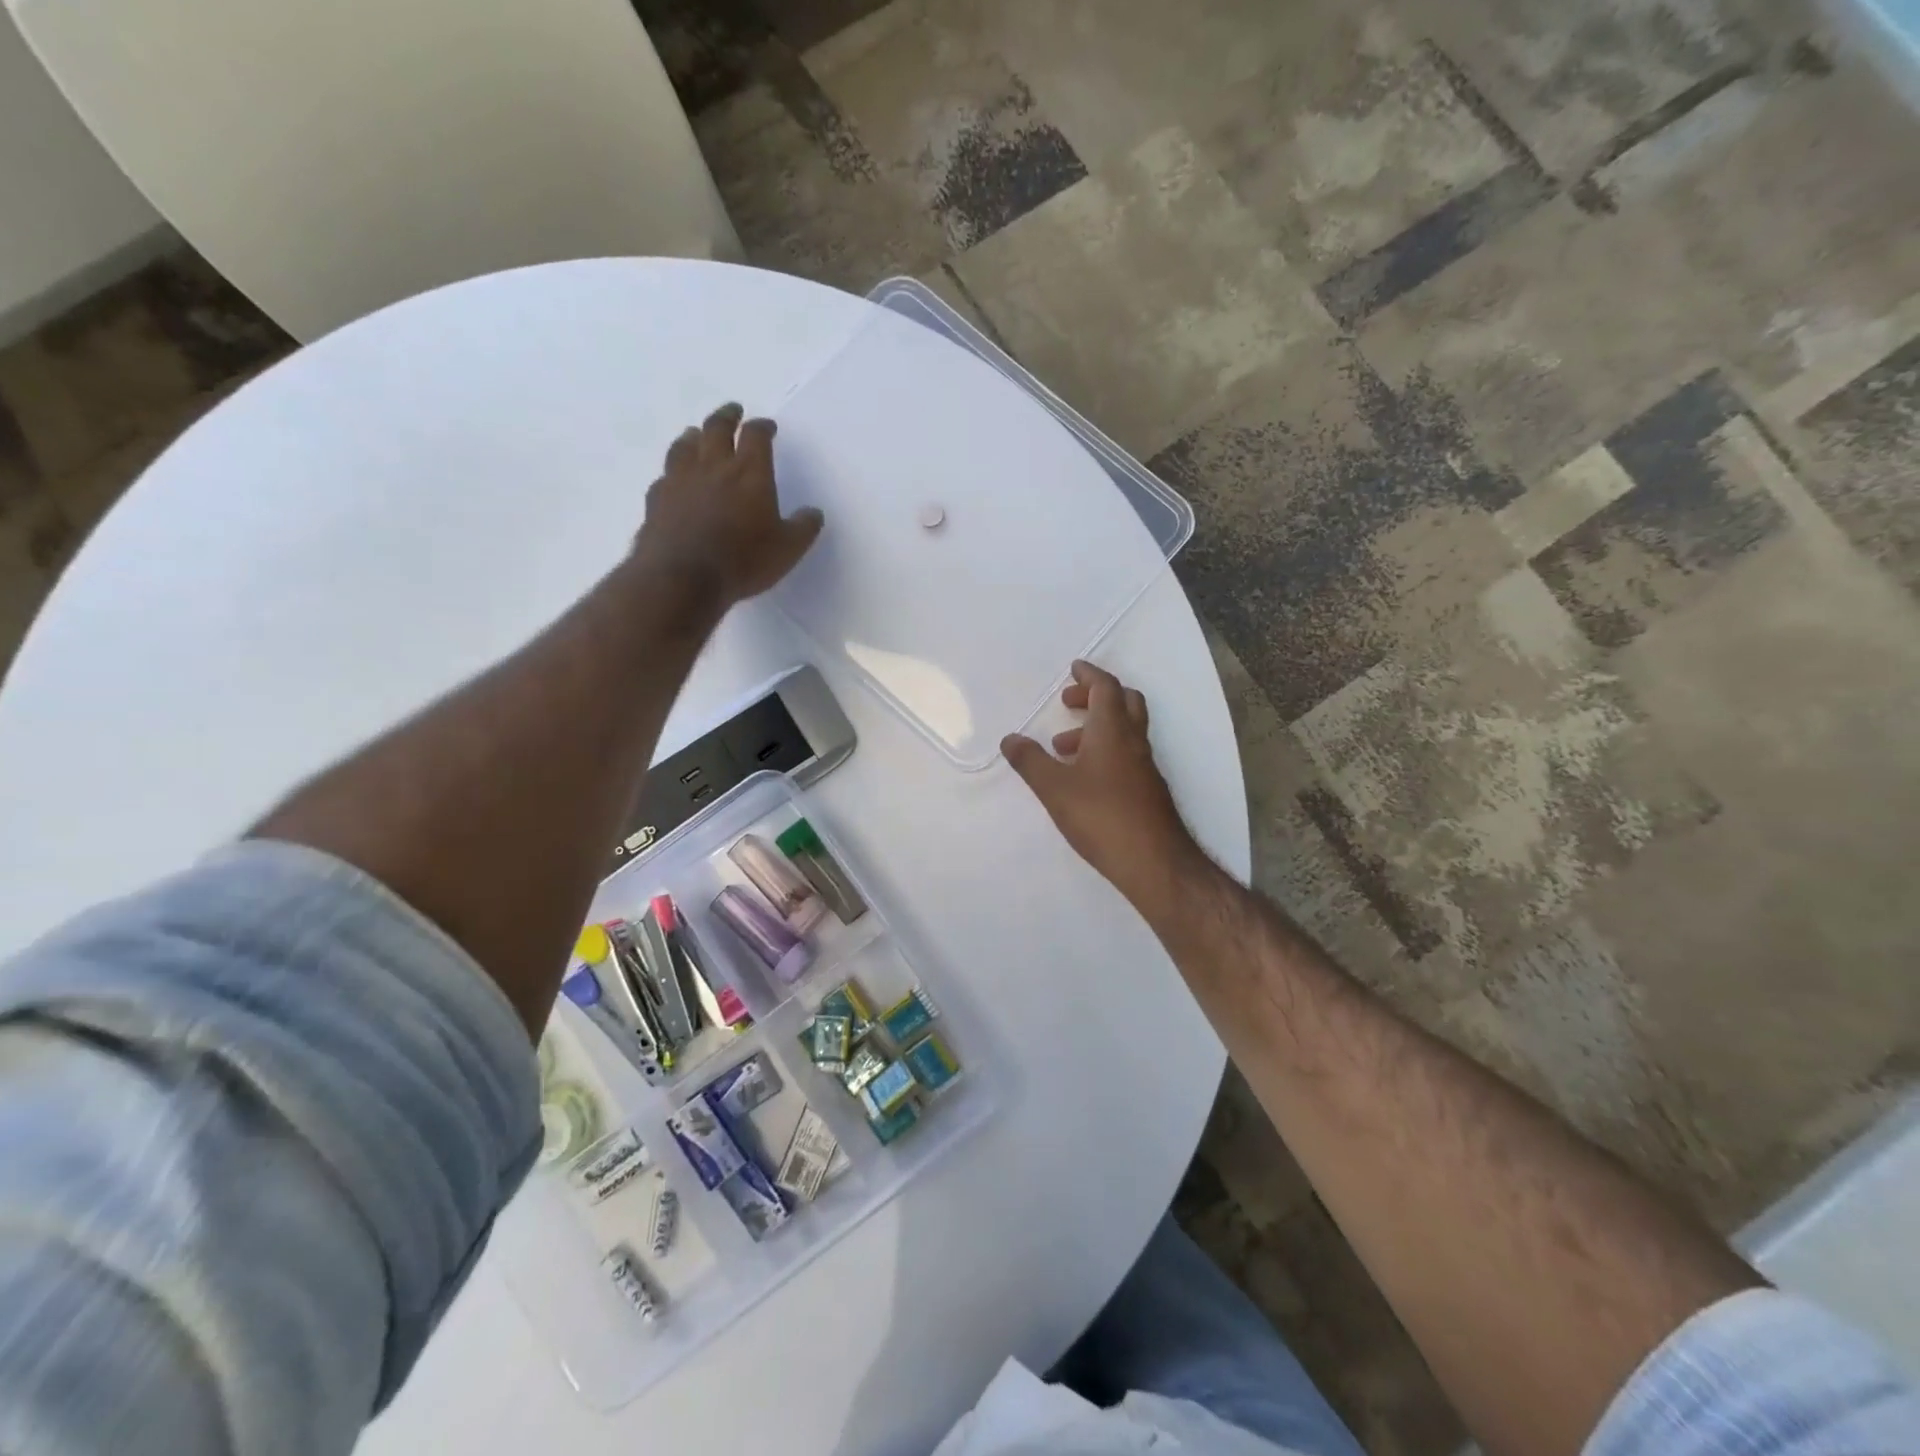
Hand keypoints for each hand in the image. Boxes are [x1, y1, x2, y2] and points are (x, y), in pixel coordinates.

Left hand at [634, 403, 823, 608]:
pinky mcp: (656, 499)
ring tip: (697, 434)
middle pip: (717, 428)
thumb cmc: (743, 560)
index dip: (763, 427)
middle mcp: (713, 466)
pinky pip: (665, 476)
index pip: (756, 436)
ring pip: (685, 445)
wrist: (683, 578)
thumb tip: (814, 512)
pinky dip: (673, 471)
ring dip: (694, 436)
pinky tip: (674, 478)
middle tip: (732, 411)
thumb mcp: (788, 549)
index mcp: (750, 472)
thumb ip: (803, 528)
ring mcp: (680, 480)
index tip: (767, 426)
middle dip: (727, 416)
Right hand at [1001, 661, 1203, 912]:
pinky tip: (1085, 778)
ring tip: (1063, 748)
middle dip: (1096, 696)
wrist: (1154, 861)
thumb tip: (1010, 739)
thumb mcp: (1054, 788)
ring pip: (1125, 730)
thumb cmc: (1101, 816)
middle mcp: (1134, 741)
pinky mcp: (1148, 790)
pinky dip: (1106, 750)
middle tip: (1068, 704)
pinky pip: (1127, 754)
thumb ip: (1030, 761)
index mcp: (1113, 730)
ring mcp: (1145, 766)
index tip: (1073, 670)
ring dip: (1096, 727)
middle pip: (1124, 701)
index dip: (1089, 675)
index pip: (1106, 688)